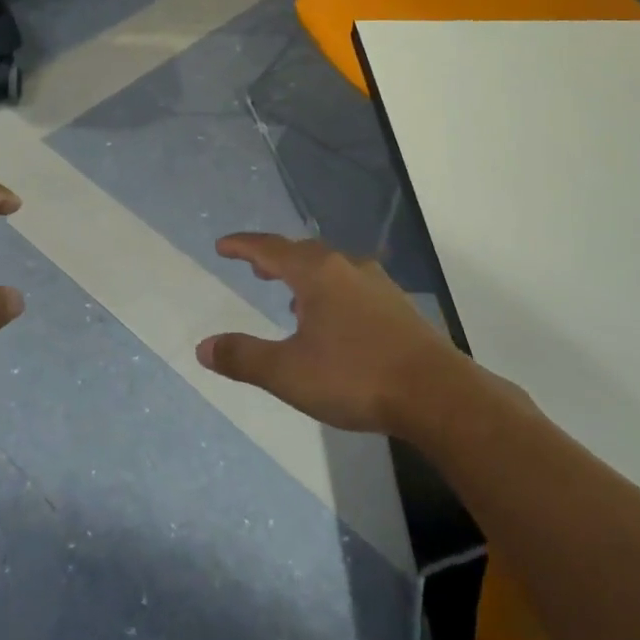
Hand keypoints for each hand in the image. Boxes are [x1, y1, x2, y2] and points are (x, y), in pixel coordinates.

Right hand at [198, 233, 470, 434]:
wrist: (436, 393)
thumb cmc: (355, 377)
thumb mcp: (288, 373)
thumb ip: (244, 357)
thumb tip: (203, 347)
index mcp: (317, 274)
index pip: (270, 248)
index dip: (243, 245)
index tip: (222, 245)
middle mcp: (347, 268)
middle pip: (302, 252)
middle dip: (275, 258)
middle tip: (255, 267)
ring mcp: (377, 285)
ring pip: (331, 268)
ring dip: (305, 276)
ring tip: (290, 296)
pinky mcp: (398, 306)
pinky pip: (352, 285)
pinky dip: (331, 291)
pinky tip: (333, 320)